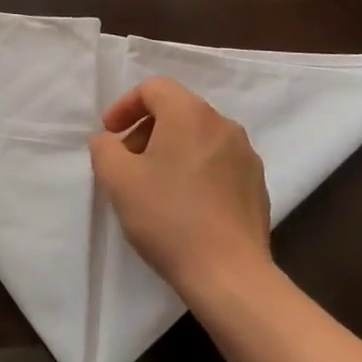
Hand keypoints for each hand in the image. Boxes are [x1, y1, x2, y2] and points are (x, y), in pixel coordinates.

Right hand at [88, 77, 272, 304]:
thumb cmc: (168, 218)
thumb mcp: (119, 181)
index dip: (125, 105)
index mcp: (191, 114)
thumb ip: (105, 149)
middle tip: (127, 162)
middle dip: (146, 130)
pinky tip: (185, 204)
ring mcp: (245, 154)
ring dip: (171, 149)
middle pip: (177, 110)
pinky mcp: (256, 183)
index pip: (154, 88)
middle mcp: (223, 124)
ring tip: (154, 185)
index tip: (109, 134)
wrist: (229, 274)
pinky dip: (195, 168)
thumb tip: (108, 140)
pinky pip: (218, 161)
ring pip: (198, 136)